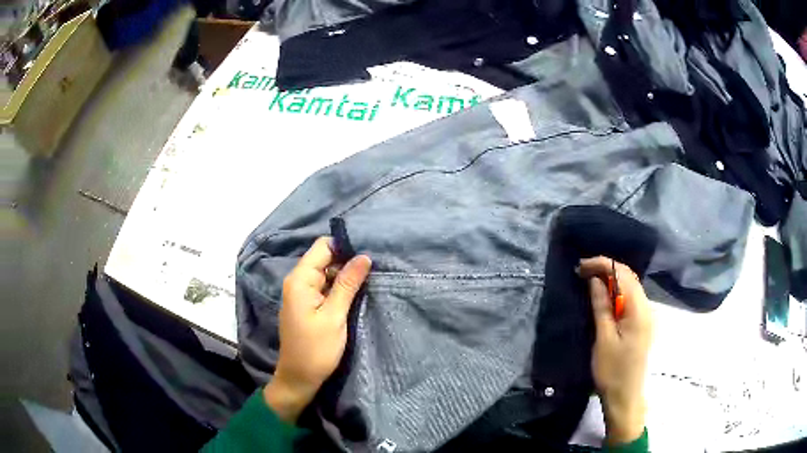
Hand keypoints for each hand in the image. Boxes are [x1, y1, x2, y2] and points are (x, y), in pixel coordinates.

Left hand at [264, 237, 371, 422]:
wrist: (299, 378)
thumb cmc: (316, 349)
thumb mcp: (334, 316)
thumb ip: (347, 284)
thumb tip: (364, 256)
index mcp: (300, 280)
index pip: (322, 247)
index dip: (344, 246)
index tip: (368, 253)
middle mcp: (298, 281)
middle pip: (325, 258)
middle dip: (348, 261)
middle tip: (374, 268)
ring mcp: (302, 294)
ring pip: (327, 273)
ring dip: (346, 275)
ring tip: (370, 279)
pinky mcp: (308, 305)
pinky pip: (325, 287)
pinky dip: (339, 288)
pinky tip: (357, 292)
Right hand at [578, 256, 651, 444]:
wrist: (625, 396)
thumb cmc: (612, 370)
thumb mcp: (603, 338)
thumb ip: (602, 306)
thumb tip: (595, 279)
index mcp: (638, 309)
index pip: (623, 274)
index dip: (603, 264)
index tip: (581, 266)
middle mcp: (646, 307)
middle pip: (628, 277)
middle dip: (606, 269)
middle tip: (582, 272)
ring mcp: (646, 315)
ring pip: (630, 287)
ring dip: (611, 280)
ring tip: (590, 281)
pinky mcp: (642, 324)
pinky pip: (630, 298)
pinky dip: (616, 292)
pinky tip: (604, 297)